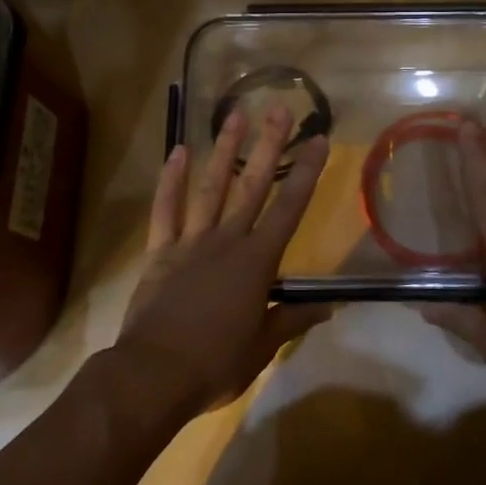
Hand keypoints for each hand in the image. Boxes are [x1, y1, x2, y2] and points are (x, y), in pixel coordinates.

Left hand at [113, 105, 330, 421]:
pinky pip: (166, 209)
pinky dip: (170, 181)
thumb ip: (294, 318)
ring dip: (224, 150)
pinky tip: (177, 152)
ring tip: (234, 115)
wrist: (154, 375)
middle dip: (268, 145)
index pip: (289, 208)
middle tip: (278, 109)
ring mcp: (191, 242)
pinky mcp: (161, 251)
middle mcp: (227, 241)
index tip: (318, 140)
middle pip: (252, 185)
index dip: (306, 173)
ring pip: (211, 187)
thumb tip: (331, 306)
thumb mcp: (263, 346)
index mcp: (257, 262)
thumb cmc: (216, 363)